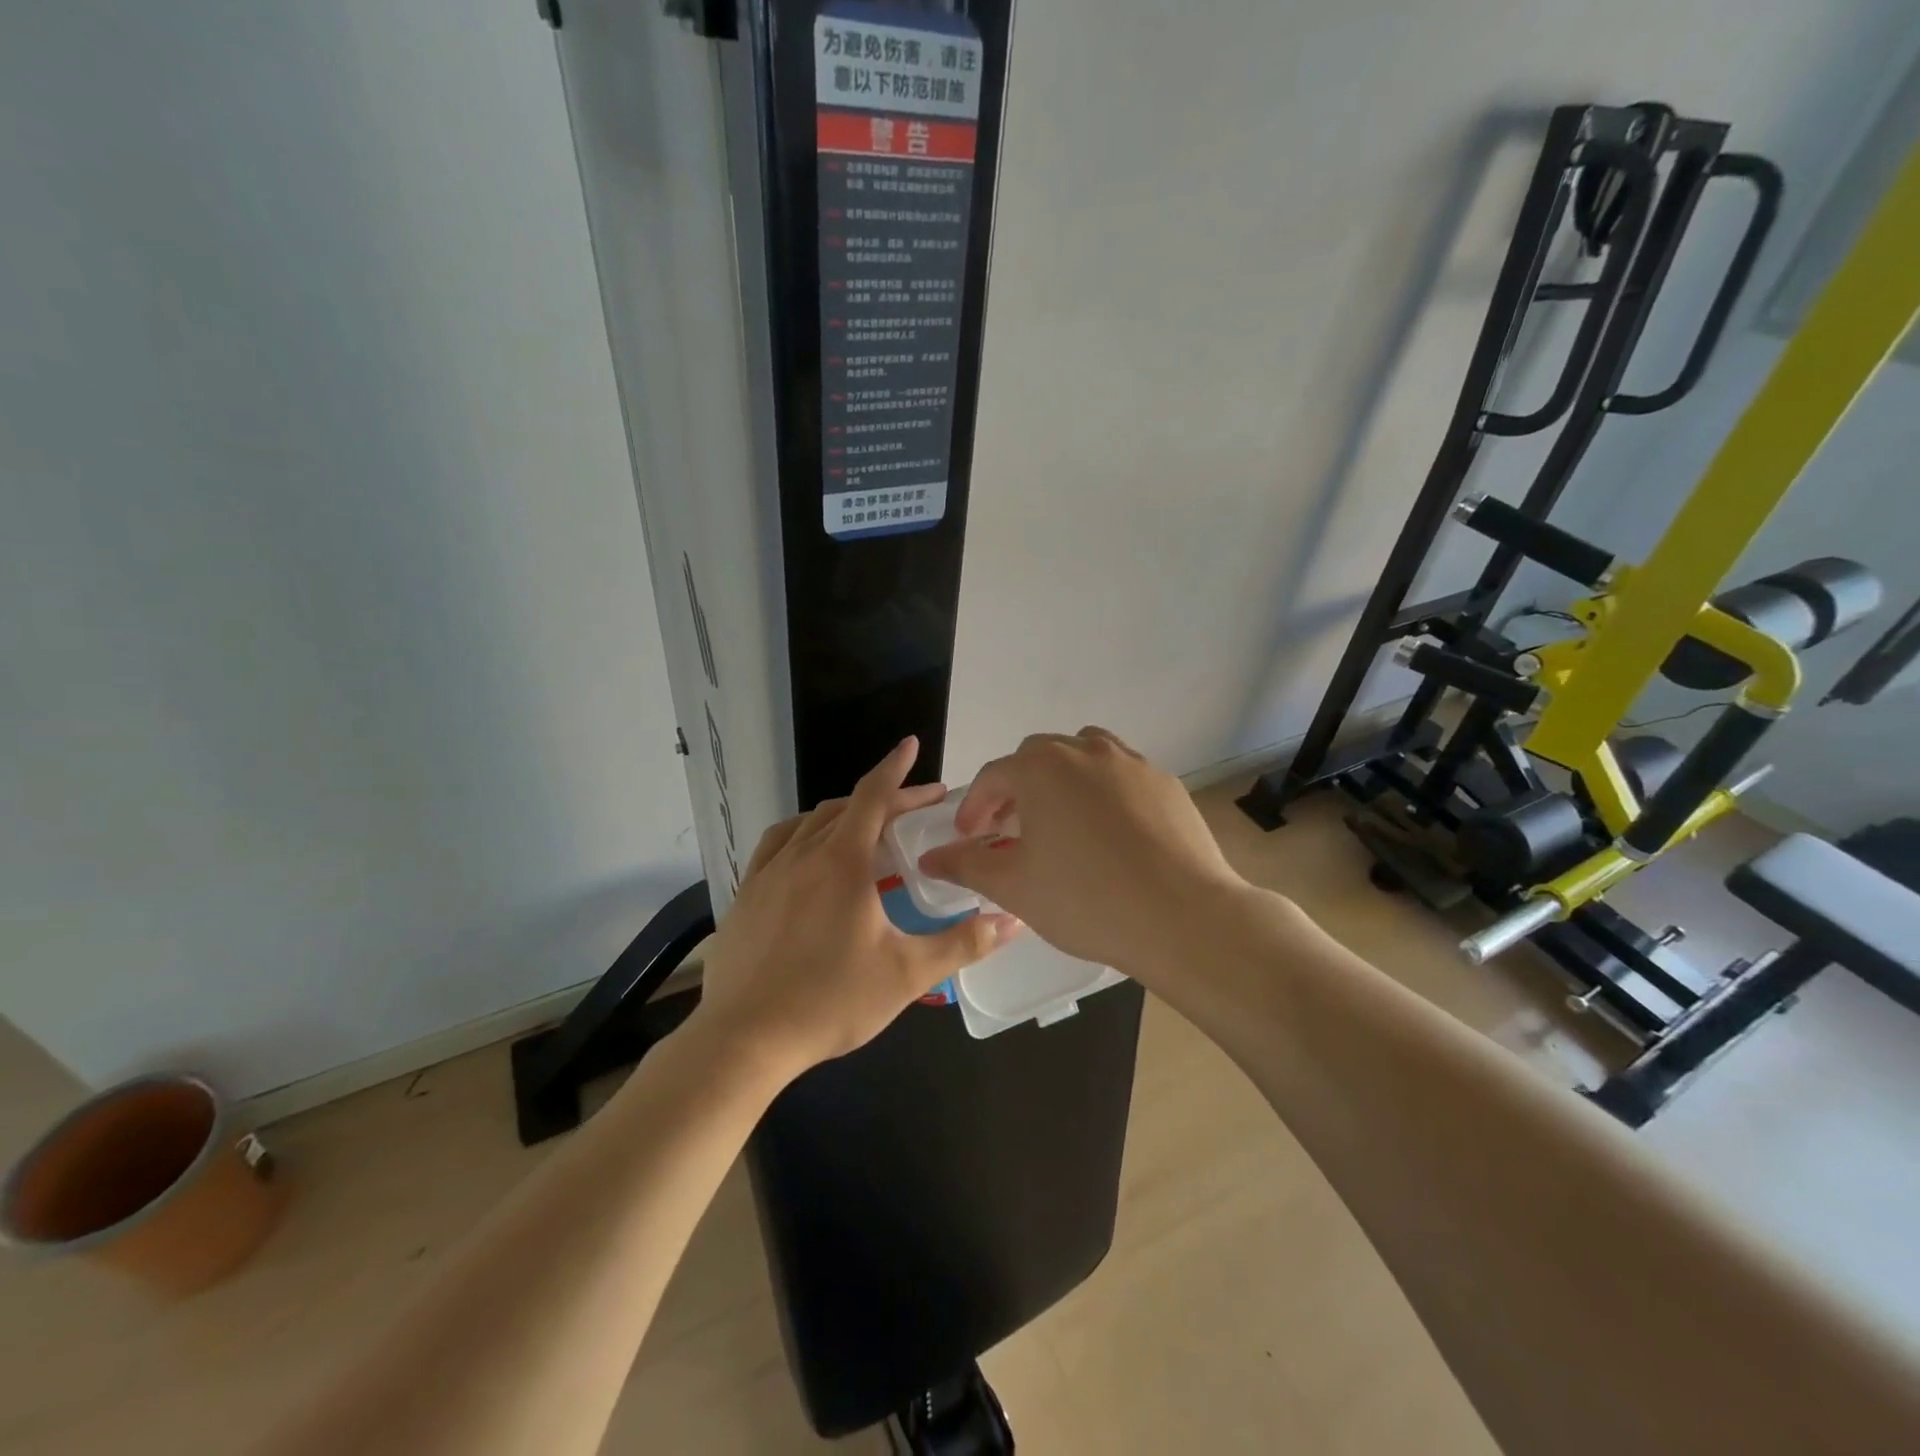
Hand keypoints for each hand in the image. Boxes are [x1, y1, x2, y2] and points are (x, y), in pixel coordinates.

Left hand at [692, 737, 1015, 1078]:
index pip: (873, 796)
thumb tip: (1012, 921)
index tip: (911, 745)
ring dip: (843, 814)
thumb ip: (963, 943)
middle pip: (847, 807)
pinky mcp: (745, 894)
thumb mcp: (907, 974)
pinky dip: (803, 833)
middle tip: (918, 808)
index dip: (896, 769)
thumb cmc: (831, 1001)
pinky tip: (808, 853)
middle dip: (885, 799)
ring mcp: (768, 872)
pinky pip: (777, 844)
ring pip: (810, 822)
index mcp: (842, 861)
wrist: (745, 1038)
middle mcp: (803, 853)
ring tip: (868, 827)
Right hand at [916, 727, 1254, 979]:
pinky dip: (1102, 791)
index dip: (974, 807)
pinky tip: (1109, 833)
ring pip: (1083, 754)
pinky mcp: (1165, 783)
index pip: (993, 776)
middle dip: (1015, 789)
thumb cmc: (1085, 900)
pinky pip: (1121, 775)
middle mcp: (1085, 751)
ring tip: (1060, 820)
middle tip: (1010, 830)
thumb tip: (930, 857)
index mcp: (1041, 768)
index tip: (968, 837)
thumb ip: (966, 864)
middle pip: (1037, 757)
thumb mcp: (1014, 886)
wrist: (1182, 917)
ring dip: (1061, 779)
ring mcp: (1131, 763)